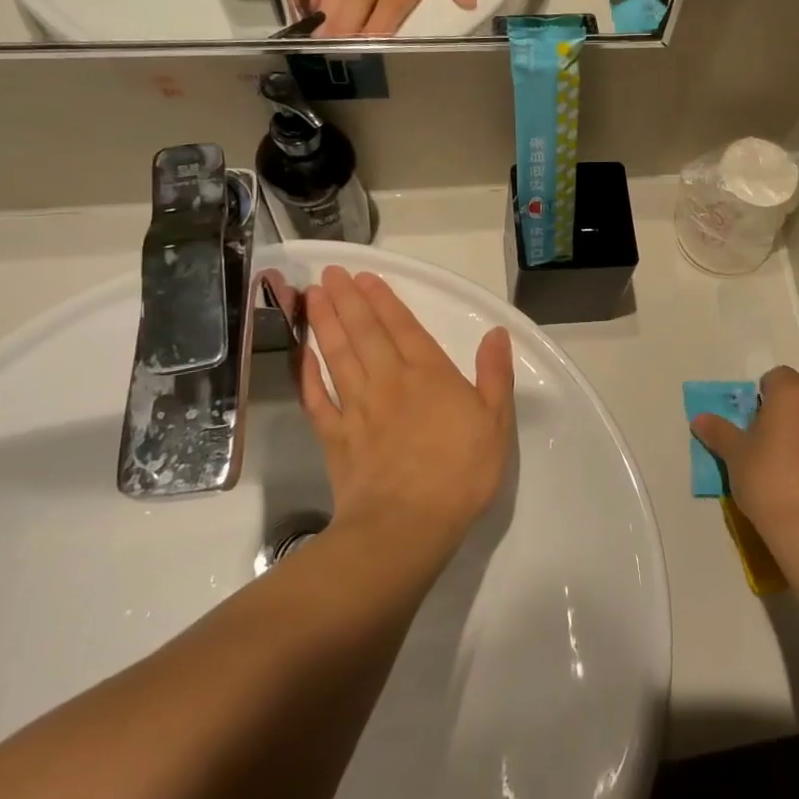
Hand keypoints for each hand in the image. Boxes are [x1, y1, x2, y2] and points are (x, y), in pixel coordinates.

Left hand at [299, 266, 515, 564]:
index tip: (364, 277)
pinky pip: (317, 398)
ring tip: (312, 296)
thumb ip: (494, 374)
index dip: (383, 300)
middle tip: (330, 274)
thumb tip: (496, 333)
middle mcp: (389, 381)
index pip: (403, 328)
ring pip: (338, 356)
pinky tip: (302, 355)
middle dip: (347, 300)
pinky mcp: (336, 437)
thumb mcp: (496, 421)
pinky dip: (307, 374)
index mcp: (429, 375)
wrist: (407, 524)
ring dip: (325, 324)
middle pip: (364, 333)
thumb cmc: (461, 472)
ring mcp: (357, 408)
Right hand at [691, 366, 798, 564]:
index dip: (762, 392)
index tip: (749, 416)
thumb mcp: (734, 454)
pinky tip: (793, 477)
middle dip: (780, 411)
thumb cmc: (767, 476)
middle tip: (758, 438)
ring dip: (796, 431)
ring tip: (775, 461)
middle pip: (797, 397)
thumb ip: (718, 431)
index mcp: (791, 394)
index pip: (778, 376)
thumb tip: (699, 419)